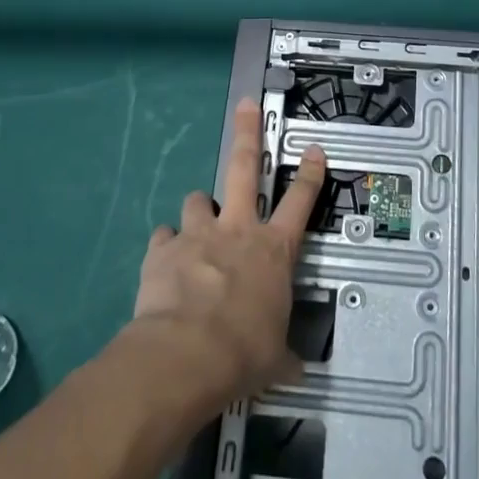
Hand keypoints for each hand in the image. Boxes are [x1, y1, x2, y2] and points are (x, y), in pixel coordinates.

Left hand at [126, 98, 325, 418]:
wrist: (185, 355)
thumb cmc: (243, 353)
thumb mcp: (275, 359)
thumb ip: (285, 356)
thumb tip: (298, 372)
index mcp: (273, 250)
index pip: (300, 202)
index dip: (311, 174)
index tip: (315, 149)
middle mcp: (237, 231)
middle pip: (244, 167)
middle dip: (248, 132)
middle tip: (247, 106)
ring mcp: (198, 235)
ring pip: (198, 199)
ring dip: (200, 208)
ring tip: (198, 220)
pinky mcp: (163, 250)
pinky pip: (164, 236)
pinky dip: (167, 245)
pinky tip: (165, 260)